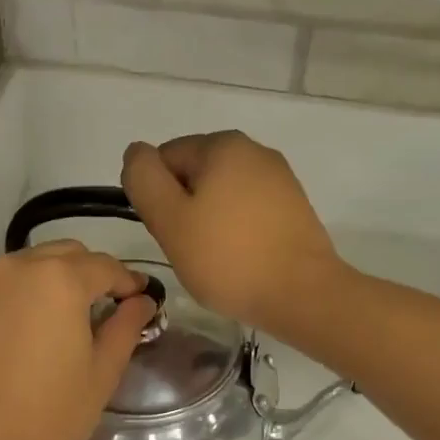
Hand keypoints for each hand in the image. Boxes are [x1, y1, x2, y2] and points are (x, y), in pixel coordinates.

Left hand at [0, 242, 154, 439]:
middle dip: (89, 274)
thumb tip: (141, 301)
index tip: (140, 301)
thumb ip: (125, 328)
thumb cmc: (45, 416)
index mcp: (57, 279)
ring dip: (51, 282)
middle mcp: (14, 267)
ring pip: (27, 266)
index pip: (104, 266)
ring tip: (60, 321)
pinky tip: (21, 334)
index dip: (128, 282)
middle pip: (64, 254)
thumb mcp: (100, 375)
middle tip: (102, 309)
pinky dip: (18, 296)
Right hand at [121, 132, 340, 332]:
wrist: (302, 294)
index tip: (169, 232)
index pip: (164, 159)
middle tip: (190, 249)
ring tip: (217, 258)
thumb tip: (136, 153)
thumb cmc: (228, 258)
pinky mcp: (294, 207)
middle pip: (194, 175)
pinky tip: (242, 259)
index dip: (156, 198)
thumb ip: (143, 179)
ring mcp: (280, 178)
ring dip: (210, 221)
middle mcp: (254, 150)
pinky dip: (237, 230)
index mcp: (222, 144)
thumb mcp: (169, 219)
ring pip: (221, 195)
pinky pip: (248, 211)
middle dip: (184, 208)